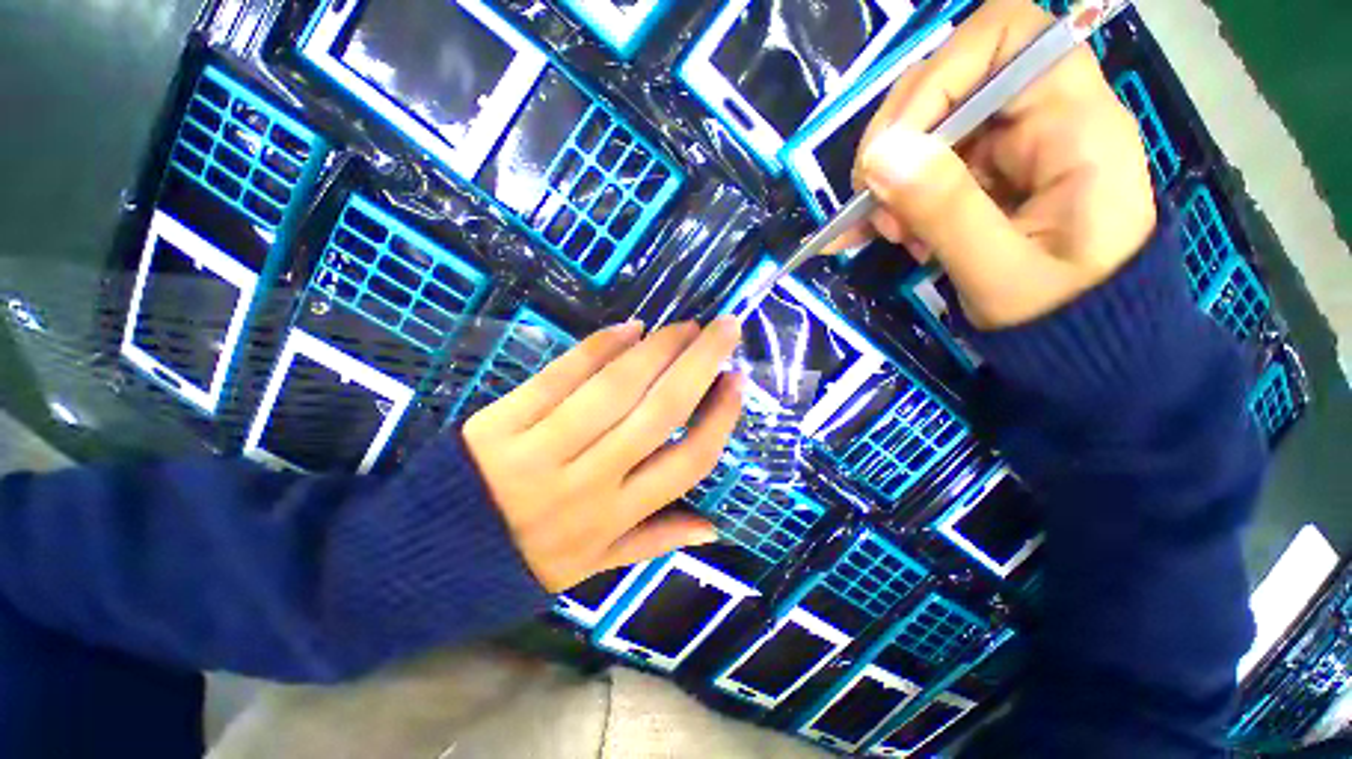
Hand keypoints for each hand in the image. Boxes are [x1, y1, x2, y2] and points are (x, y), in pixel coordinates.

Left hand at [461, 318, 744, 592]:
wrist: (427, 560)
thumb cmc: (521, 563)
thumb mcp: (593, 567)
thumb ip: (656, 541)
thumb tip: (715, 527)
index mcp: (613, 520)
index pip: (686, 462)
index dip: (719, 418)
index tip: (737, 381)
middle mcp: (588, 484)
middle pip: (658, 412)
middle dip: (699, 364)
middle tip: (724, 328)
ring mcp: (543, 450)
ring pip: (615, 389)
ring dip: (656, 349)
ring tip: (683, 327)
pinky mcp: (504, 422)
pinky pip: (561, 377)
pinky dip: (598, 348)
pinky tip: (628, 329)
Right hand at [840, 0, 1155, 329]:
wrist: (1080, 344)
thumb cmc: (1060, 312)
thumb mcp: (1000, 270)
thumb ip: (946, 209)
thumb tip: (880, 155)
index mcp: (1075, 122)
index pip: (1008, 36)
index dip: (942, 73)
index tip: (895, 146)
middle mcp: (1041, 117)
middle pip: (949, 80)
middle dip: (897, 143)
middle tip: (876, 206)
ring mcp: (1007, 147)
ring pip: (924, 129)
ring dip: (889, 181)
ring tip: (887, 234)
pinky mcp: (980, 177)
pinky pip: (920, 169)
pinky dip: (887, 200)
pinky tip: (868, 235)